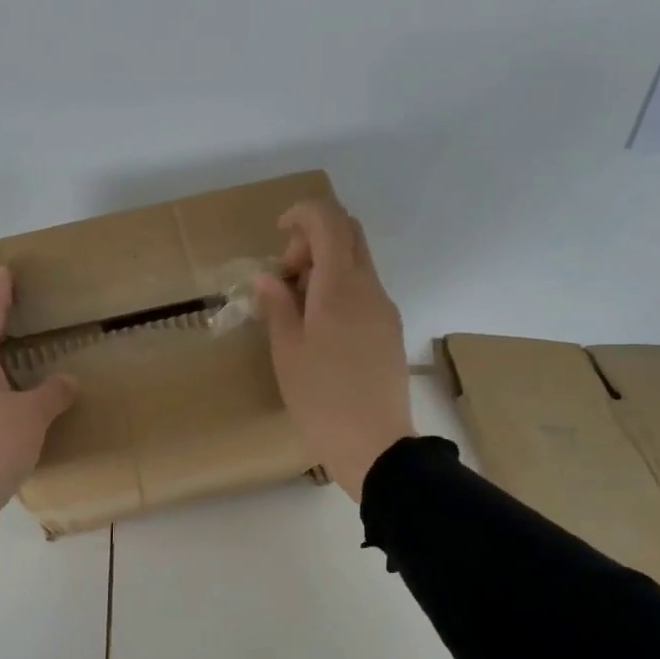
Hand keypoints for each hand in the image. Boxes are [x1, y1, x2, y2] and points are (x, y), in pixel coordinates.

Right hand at [255, 198, 413, 500]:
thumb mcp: (286, 351)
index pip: (329, 221)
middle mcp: (369, 288)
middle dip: (313, 239)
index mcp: (340, 287)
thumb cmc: (320, 398)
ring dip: (326, 266)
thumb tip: (269, 277)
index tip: (278, 233)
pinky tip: (319, 327)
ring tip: (297, 308)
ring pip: (357, 262)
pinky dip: (339, 288)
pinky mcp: (390, 329)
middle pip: (349, 234)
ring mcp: (385, 308)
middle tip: (287, 276)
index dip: (302, 214)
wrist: (374, 444)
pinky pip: (364, 289)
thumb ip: (277, 305)